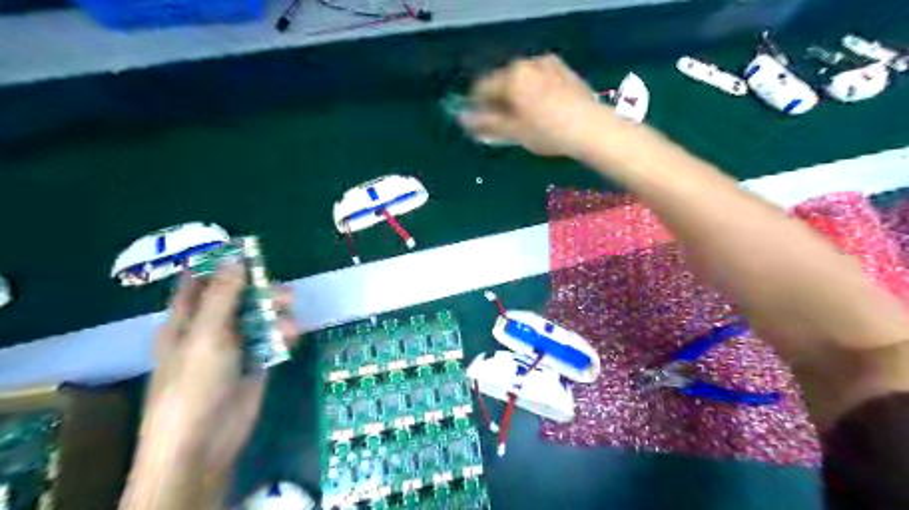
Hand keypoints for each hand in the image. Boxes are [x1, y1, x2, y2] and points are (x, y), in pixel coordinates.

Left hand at [143, 263, 296, 473]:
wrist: (205, 441)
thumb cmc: (194, 383)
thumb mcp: (206, 334)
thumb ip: (224, 296)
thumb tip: (236, 259)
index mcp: (185, 321)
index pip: (198, 284)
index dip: (216, 266)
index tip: (242, 249)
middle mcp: (209, 330)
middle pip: (237, 299)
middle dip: (259, 290)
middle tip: (282, 287)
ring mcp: (234, 347)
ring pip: (259, 318)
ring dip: (276, 313)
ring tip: (290, 312)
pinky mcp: (256, 363)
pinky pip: (272, 340)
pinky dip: (283, 335)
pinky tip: (292, 335)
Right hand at [462, 53, 609, 156]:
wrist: (591, 128)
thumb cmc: (547, 132)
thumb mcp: (513, 132)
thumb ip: (485, 123)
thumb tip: (462, 119)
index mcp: (511, 77)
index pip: (482, 88)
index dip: (476, 106)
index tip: (479, 123)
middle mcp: (526, 64)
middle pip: (502, 81)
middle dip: (498, 101)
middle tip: (504, 124)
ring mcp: (546, 64)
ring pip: (521, 79)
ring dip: (516, 95)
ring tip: (525, 119)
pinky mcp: (563, 69)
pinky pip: (538, 78)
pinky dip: (533, 90)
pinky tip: (542, 109)